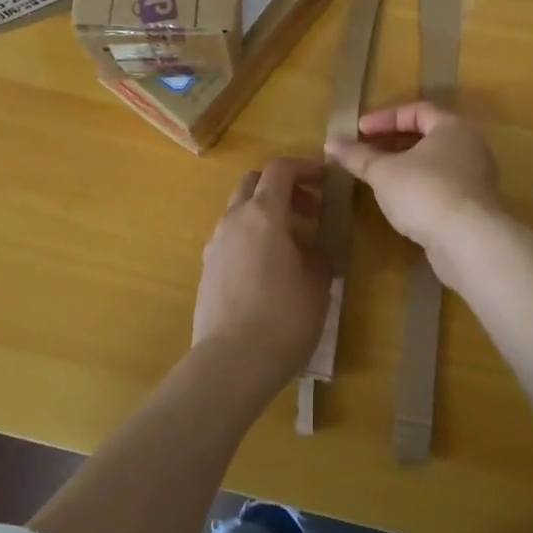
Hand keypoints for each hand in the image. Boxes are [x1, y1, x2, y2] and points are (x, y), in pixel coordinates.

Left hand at [192, 158, 331, 396]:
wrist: (230, 364)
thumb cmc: (283, 318)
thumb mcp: (317, 286)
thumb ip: (319, 258)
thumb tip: (317, 252)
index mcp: (264, 214)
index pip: (280, 169)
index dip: (305, 168)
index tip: (326, 181)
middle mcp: (234, 220)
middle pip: (254, 183)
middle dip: (282, 188)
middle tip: (308, 211)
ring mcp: (215, 245)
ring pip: (239, 211)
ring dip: (265, 215)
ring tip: (291, 245)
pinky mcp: (207, 270)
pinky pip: (231, 239)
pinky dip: (250, 238)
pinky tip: (268, 271)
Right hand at [324, 102, 505, 287]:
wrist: (468, 243)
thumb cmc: (425, 192)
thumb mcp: (383, 172)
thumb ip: (357, 156)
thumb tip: (330, 142)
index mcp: (452, 127)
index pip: (416, 110)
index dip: (384, 118)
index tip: (359, 130)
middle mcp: (469, 146)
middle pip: (426, 135)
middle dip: (392, 142)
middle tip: (365, 152)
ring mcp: (475, 177)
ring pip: (434, 162)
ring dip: (404, 166)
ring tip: (376, 176)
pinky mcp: (473, 206)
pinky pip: (441, 185)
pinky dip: (418, 186)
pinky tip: (398, 201)